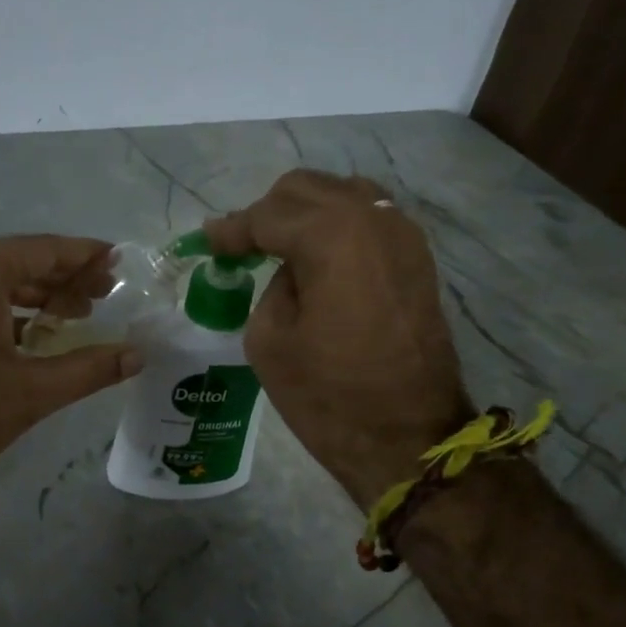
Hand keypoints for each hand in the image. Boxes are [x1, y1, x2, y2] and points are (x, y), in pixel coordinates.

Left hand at [0, 235, 141, 502]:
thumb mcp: (33, 391)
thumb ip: (90, 368)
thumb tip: (138, 355)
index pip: (44, 249)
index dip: (85, 256)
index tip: (118, 261)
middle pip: (20, 261)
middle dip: (65, 278)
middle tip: (107, 294)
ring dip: (38, 295)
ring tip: (79, 315)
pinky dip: (9, 311)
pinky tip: (36, 334)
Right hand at [204, 171, 467, 508]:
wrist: (409, 437)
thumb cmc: (329, 396)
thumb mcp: (269, 341)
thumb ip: (268, 286)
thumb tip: (286, 270)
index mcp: (331, 235)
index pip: (267, 215)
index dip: (232, 230)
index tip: (208, 241)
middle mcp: (372, 218)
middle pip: (306, 189)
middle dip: (268, 212)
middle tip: (242, 247)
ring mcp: (403, 235)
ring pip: (341, 195)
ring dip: (305, 214)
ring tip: (279, 248)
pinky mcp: (417, 259)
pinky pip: (368, 220)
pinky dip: (337, 227)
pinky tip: (318, 257)